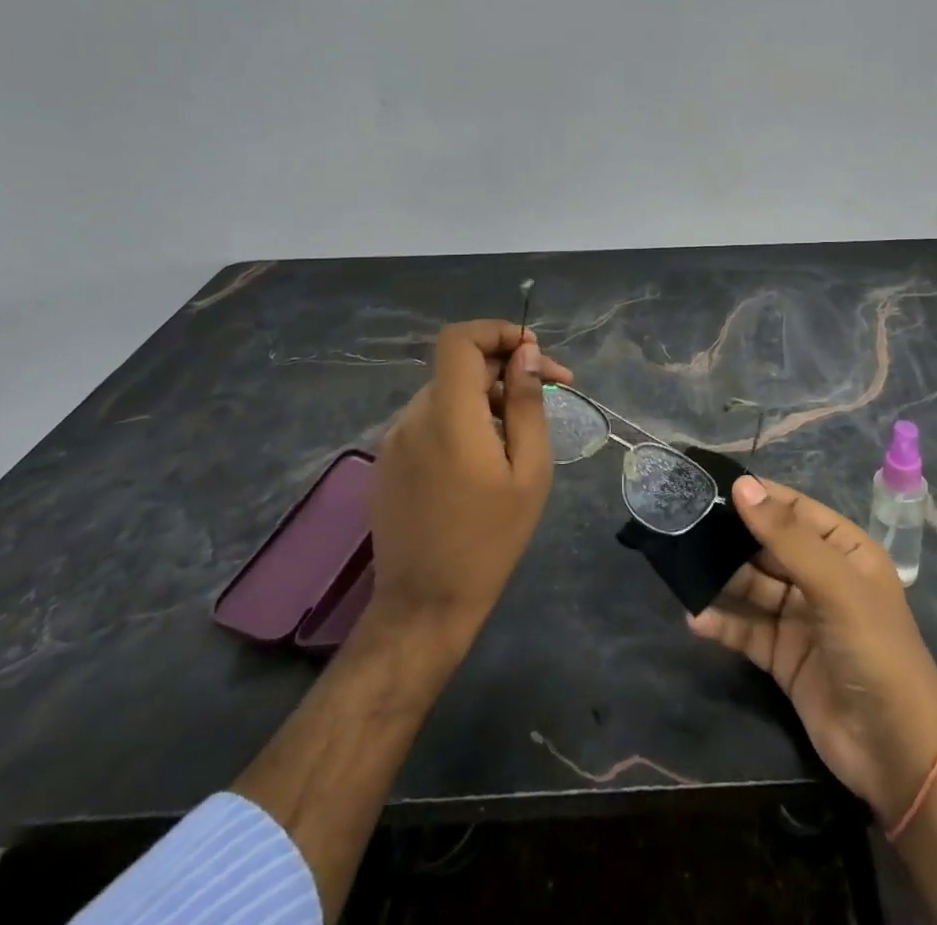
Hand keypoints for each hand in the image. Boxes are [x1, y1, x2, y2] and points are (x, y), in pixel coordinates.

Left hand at [366, 320, 573, 657]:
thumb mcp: (529, 471)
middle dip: (506, 367)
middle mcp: (413, 417)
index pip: (460, 339)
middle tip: (550, 390)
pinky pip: (429, 419)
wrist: (425, 606)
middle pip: (459, 365)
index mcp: (448, 415)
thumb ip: (526, 403)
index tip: (534, 354)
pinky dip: (461, 417)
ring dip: (485, 394)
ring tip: (521, 428)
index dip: (498, 331)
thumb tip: (525, 353)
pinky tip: (485, 452)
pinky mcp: (387, 461)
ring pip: (446, 392)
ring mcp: (394, 439)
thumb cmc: (489, 540)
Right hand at [689, 477, 936, 823]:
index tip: (709, 485)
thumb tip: (742, 486)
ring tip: (682, 567)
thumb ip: (785, 537)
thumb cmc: (874, 648)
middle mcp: (821, 577)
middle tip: (684, 524)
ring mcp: (801, 618)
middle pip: (768, 547)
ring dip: (721, 579)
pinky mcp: (783, 657)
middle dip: (731, 537)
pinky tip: (695, 619)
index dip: (757, 496)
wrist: (897, 752)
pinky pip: (747, 630)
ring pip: (753, 587)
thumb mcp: (834, 584)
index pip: (794, 510)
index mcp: (844, 549)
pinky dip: (723, 624)